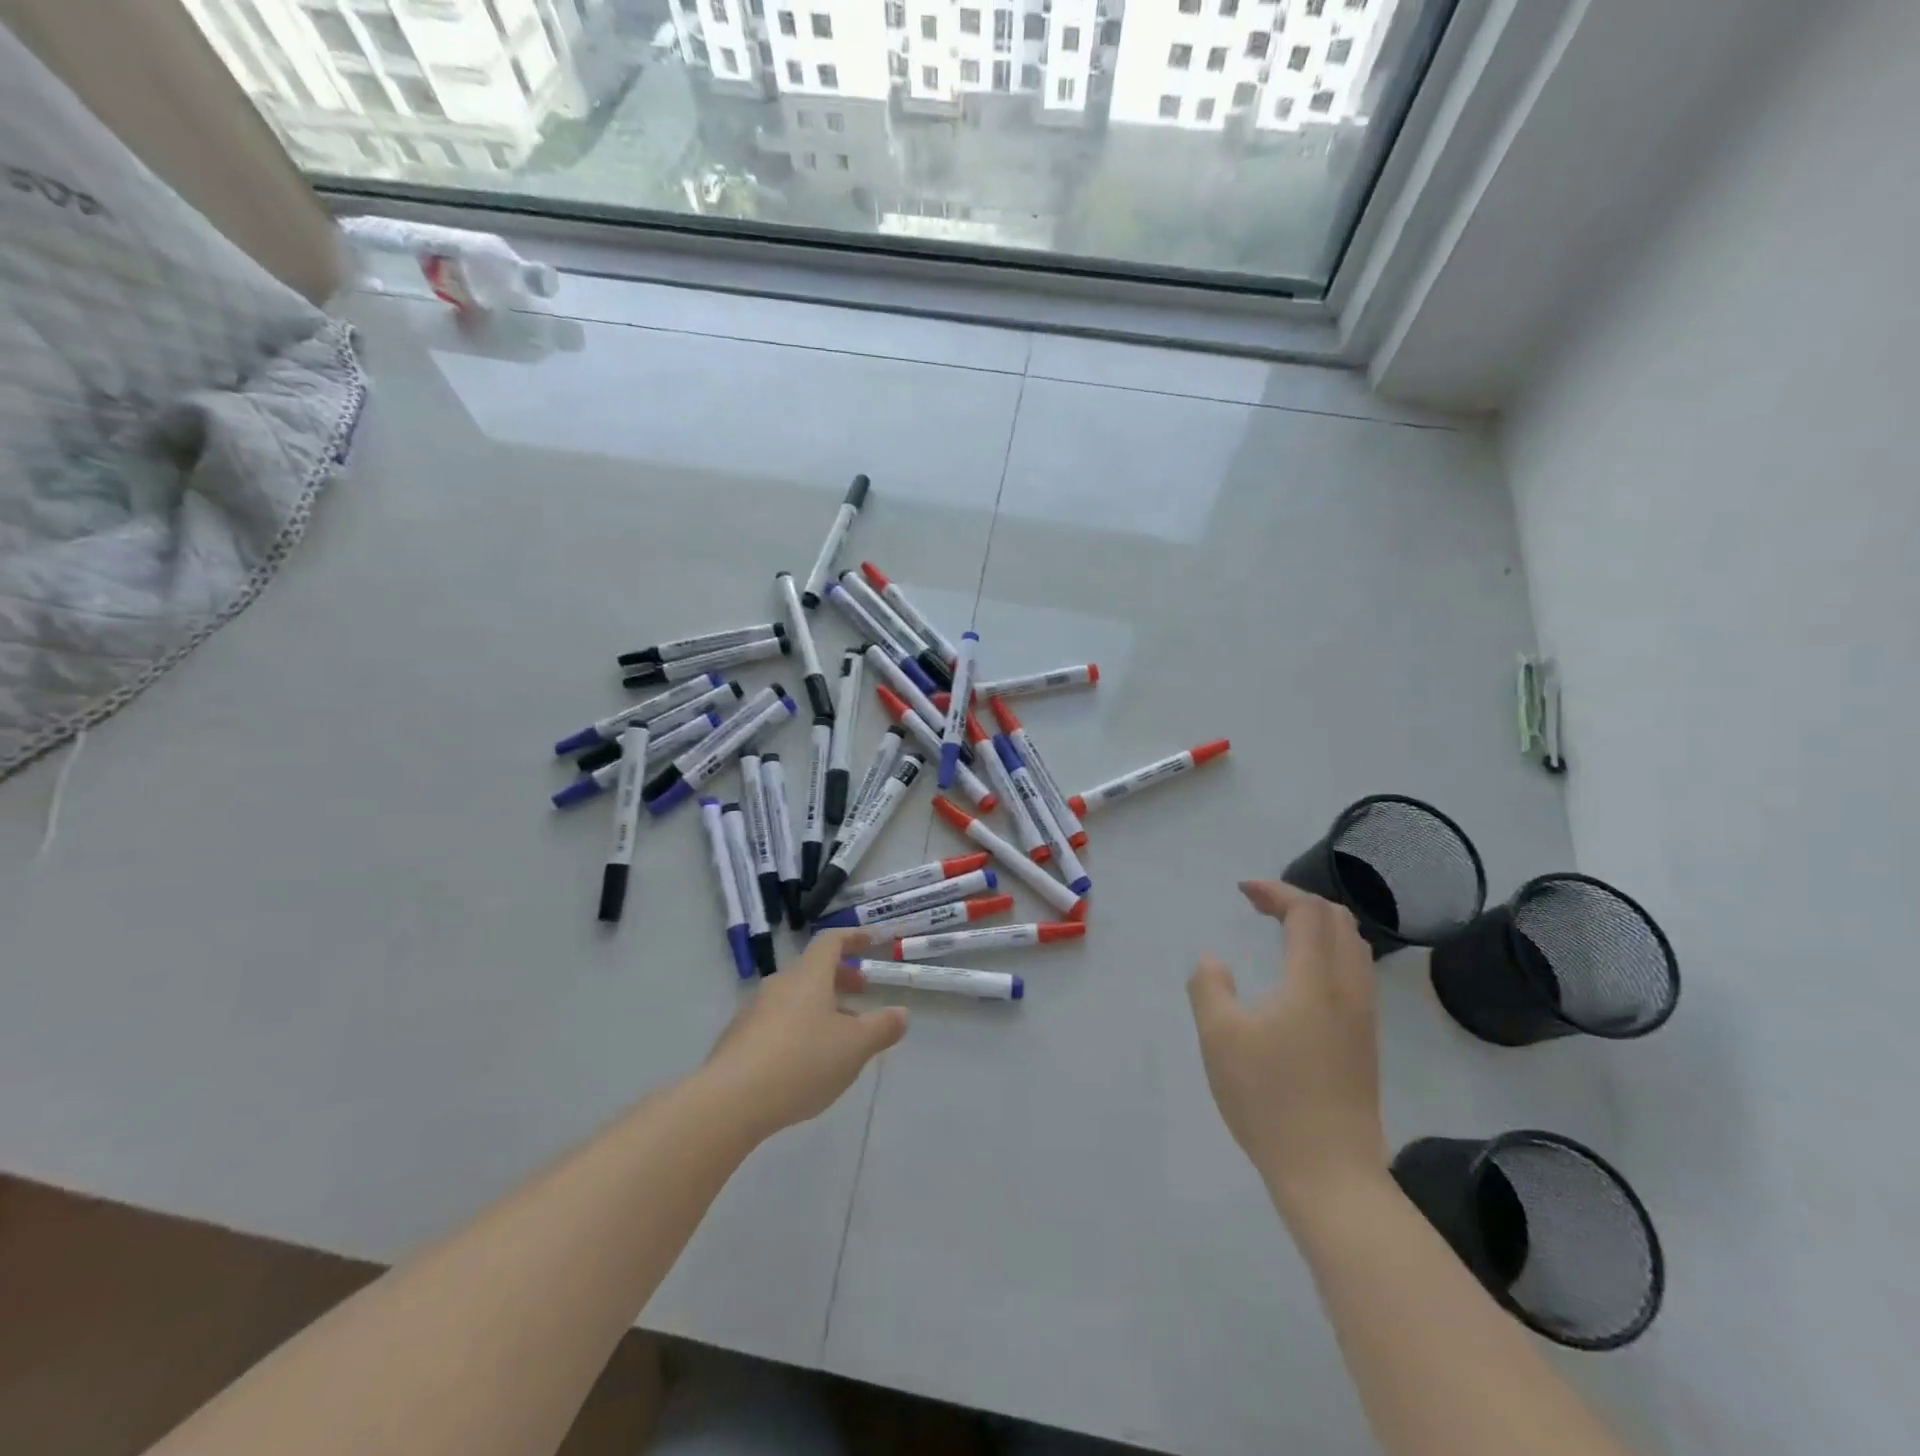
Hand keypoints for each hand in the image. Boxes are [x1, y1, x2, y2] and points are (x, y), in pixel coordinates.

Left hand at [703, 929, 908, 1139]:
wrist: (729, 1101)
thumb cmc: (801, 1062)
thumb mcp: (854, 1047)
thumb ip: (881, 1028)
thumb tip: (901, 1013)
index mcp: (808, 976)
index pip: (831, 941)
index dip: (854, 937)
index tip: (873, 942)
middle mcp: (779, 985)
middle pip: (812, 969)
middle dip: (840, 977)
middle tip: (862, 994)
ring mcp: (754, 1011)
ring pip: (795, 997)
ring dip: (820, 1006)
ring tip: (839, 1036)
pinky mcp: (738, 1039)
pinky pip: (776, 1022)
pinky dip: (798, 1028)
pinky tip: (805, 1062)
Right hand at [1188, 881, 1387, 1214]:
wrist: (1330, 1173)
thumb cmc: (1269, 1098)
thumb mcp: (1219, 1037)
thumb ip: (1209, 986)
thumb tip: (1213, 960)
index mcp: (1313, 981)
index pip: (1307, 911)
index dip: (1276, 890)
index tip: (1243, 890)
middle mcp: (1347, 989)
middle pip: (1339, 920)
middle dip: (1299, 900)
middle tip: (1260, 907)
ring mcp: (1362, 1017)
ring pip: (1353, 947)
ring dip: (1318, 926)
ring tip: (1281, 932)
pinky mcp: (1365, 1042)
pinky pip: (1355, 973)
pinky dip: (1329, 952)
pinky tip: (1301, 975)